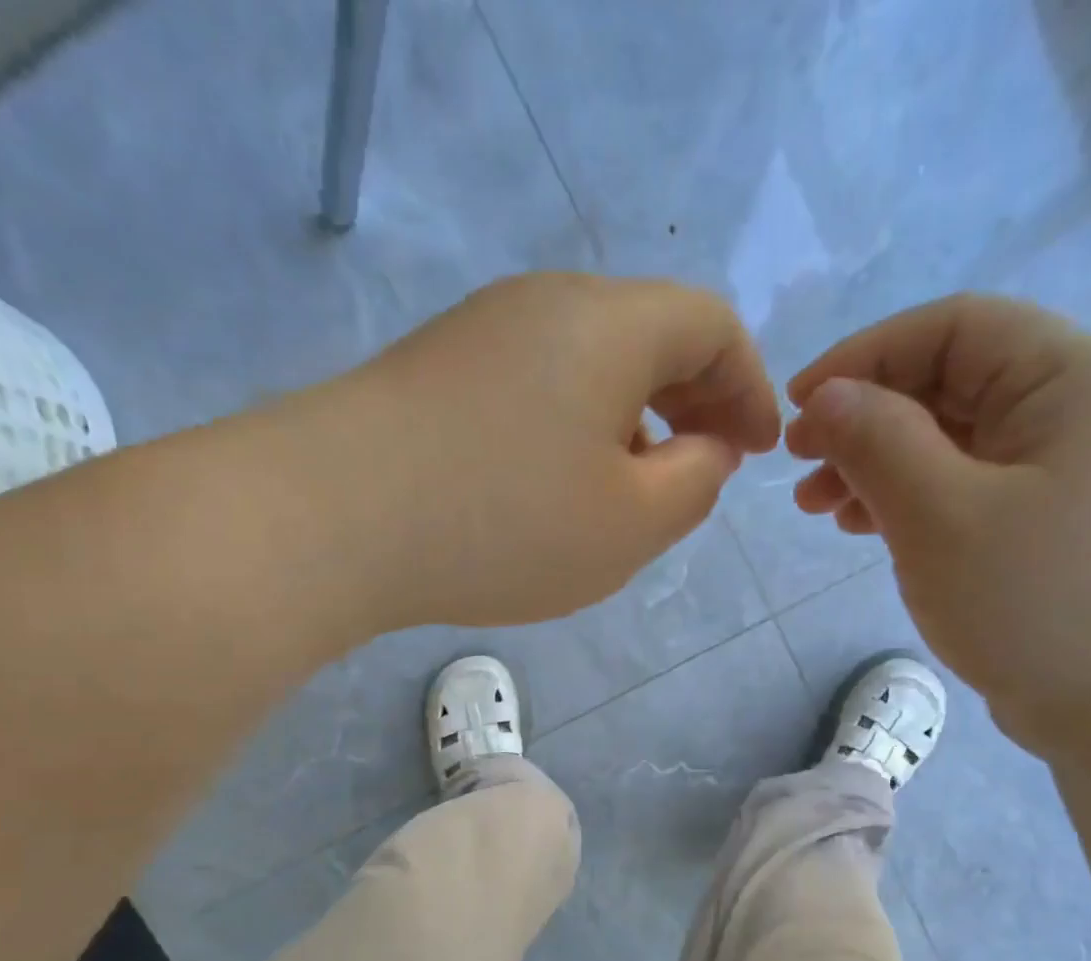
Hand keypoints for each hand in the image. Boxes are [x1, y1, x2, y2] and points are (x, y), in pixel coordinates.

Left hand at [282, 273, 778, 631]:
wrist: (332, 518)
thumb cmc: (504, 524)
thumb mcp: (630, 524)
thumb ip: (694, 484)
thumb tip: (704, 449)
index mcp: (609, 323)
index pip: (711, 327)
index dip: (750, 388)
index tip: (758, 451)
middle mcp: (545, 306)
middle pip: (646, 336)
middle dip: (691, 402)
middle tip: (702, 469)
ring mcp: (480, 335)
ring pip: (585, 365)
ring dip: (627, 420)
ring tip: (630, 491)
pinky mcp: (434, 374)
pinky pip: (531, 389)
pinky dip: (569, 430)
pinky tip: (553, 488)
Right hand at [784, 294, 1090, 758]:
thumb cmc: (1042, 605)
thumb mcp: (940, 516)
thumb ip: (877, 442)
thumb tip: (826, 396)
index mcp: (1075, 380)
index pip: (955, 328)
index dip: (864, 357)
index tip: (797, 409)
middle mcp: (1089, 411)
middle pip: (957, 386)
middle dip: (867, 422)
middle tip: (801, 472)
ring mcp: (1085, 474)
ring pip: (963, 445)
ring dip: (886, 467)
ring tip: (825, 512)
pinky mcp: (1070, 529)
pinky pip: (981, 492)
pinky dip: (922, 503)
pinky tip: (877, 532)